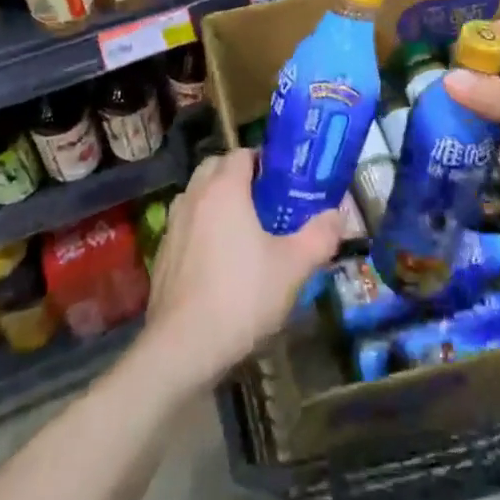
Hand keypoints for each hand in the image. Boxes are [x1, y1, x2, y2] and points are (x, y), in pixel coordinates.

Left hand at [139, 149, 341, 390]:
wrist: (184, 346)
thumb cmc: (242, 295)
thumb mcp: (294, 267)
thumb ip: (320, 236)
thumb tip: (337, 216)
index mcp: (224, 189)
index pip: (241, 153)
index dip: (263, 160)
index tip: (284, 179)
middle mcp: (194, 197)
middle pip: (214, 168)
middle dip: (238, 175)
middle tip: (266, 200)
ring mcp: (172, 225)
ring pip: (197, 195)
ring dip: (216, 199)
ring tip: (243, 227)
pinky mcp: (161, 254)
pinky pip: (185, 225)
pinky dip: (201, 227)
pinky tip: (219, 259)